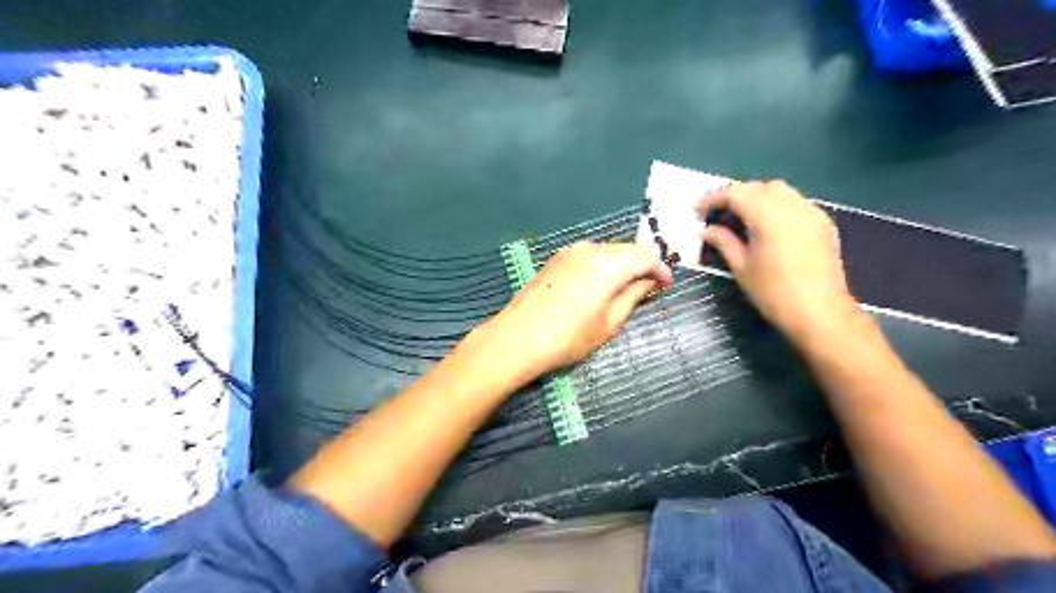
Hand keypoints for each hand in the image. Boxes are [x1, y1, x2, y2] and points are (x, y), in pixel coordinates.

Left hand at [480, 241, 666, 378]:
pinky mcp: (555, 260)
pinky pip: (589, 256)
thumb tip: (649, 282)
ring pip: (607, 251)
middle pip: (627, 249)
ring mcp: (569, 252)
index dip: (660, 269)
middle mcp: (590, 249)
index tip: (666, 287)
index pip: (646, 255)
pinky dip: (601, 267)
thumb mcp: (609, 323)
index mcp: (609, 263)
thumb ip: (634, 296)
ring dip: (621, 266)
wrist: (517, 338)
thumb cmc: (569, 337)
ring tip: (623, 291)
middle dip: (641, 266)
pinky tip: (598, 287)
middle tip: (647, 290)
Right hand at [700, 181, 861, 343]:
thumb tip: (708, 230)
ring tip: (741, 218)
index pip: (736, 193)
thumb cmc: (774, 293)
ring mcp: (811, 213)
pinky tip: (768, 226)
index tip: (698, 211)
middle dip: (736, 195)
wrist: (820, 314)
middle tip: (718, 213)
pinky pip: (796, 203)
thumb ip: (724, 242)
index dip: (714, 199)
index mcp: (768, 215)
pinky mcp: (823, 224)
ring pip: (780, 192)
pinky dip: (777, 207)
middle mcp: (792, 206)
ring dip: (758, 198)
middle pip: (759, 187)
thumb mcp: (741, 268)